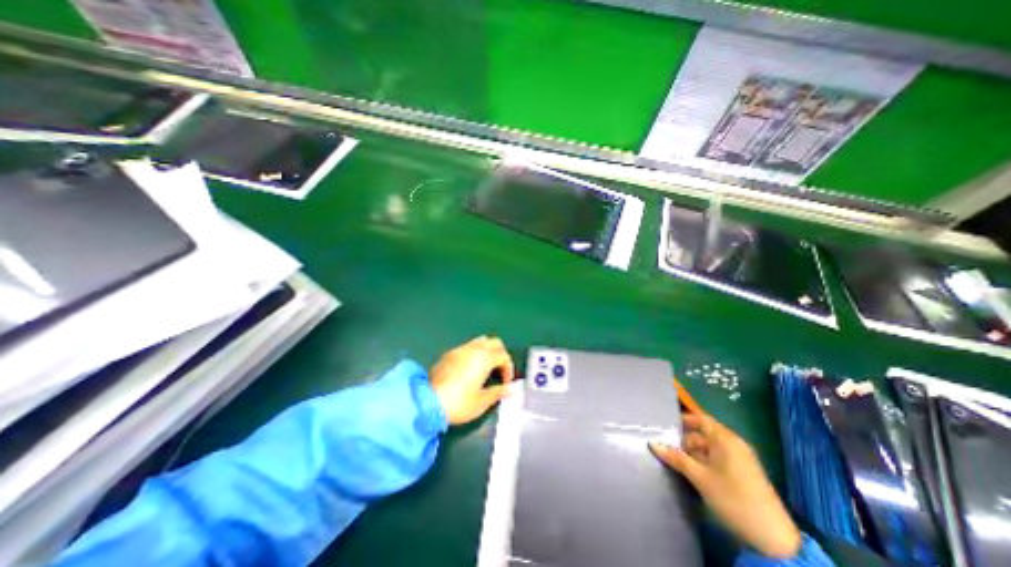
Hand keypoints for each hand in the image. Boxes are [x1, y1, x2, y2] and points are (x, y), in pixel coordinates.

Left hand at [429, 336, 515, 424]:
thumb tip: (510, 389)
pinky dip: (475, 354)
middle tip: (499, 372)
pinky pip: (468, 347)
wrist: (427, 403)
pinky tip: (470, 370)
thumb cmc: (459, 403)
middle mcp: (473, 349)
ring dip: (487, 352)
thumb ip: (498, 392)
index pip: (504, 355)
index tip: (506, 383)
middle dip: (500, 355)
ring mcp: (459, 349)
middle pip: (494, 342)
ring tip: (486, 370)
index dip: (509, 368)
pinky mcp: (448, 354)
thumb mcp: (482, 401)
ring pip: (480, 342)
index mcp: (484, 358)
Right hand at [652, 411, 801, 558]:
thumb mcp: (700, 478)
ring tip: (674, 460)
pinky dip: (703, 461)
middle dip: (683, 440)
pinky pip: (717, 458)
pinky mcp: (742, 472)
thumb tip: (653, 443)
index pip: (700, 419)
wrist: (774, 540)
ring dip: (692, 453)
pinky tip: (691, 471)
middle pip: (702, 434)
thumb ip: (676, 458)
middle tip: (665, 447)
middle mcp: (733, 444)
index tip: (664, 425)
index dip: (682, 420)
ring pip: (709, 448)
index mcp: (725, 439)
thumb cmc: (733, 499)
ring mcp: (740, 458)